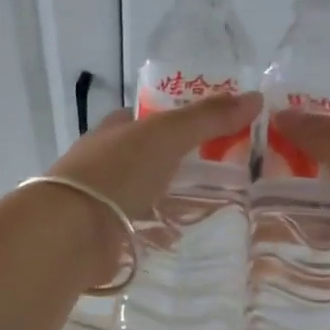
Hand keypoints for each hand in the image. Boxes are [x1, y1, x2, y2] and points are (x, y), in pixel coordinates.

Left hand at [42, 92, 262, 281]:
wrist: (73, 229)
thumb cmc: (118, 170)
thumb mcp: (167, 134)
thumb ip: (208, 118)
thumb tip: (255, 97)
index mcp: (115, 128)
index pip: (150, 116)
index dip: (181, 116)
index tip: (216, 127)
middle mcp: (107, 159)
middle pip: (151, 154)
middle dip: (181, 159)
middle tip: (226, 168)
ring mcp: (105, 197)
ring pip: (147, 190)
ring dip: (173, 194)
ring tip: (217, 202)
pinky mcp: (108, 231)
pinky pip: (143, 224)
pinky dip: (162, 226)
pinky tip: (186, 232)